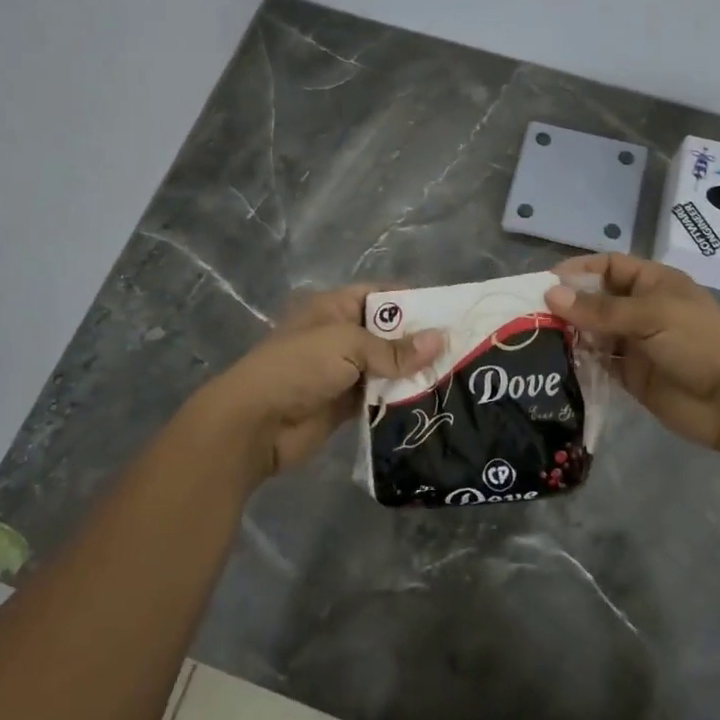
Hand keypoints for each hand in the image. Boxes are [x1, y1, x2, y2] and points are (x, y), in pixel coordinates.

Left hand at [194, 285, 442, 484]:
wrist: (255, 424)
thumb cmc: (298, 367)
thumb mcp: (347, 346)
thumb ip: (394, 349)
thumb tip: (441, 341)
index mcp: (334, 308)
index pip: (380, 295)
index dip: (413, 301)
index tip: (450, 313)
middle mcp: (340, 335)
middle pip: (388, 333)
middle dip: (420, 341)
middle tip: (464, 349)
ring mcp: (343, 372)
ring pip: (387, 367)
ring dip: (414, 373)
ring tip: (458, 375)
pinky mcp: (345, 405)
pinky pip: (380, 397)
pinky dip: (401, 399)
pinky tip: (433, 402)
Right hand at [545, 254, 719, 467]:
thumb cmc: (698, 342)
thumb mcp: (650, 316)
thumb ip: (599, 309)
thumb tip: (551, 294)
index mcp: (653, 283)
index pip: (609, 266)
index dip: (580, 270)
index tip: (546, 282)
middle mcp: (641, 309)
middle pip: (596, 299)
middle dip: (567, 304)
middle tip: (529, 313)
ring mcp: (634, 343)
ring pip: (593, 332)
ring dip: (569, 334)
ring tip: (533, 338)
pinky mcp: (630, 375)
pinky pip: (598, 363)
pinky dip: (578, 361)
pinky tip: (552, 363)